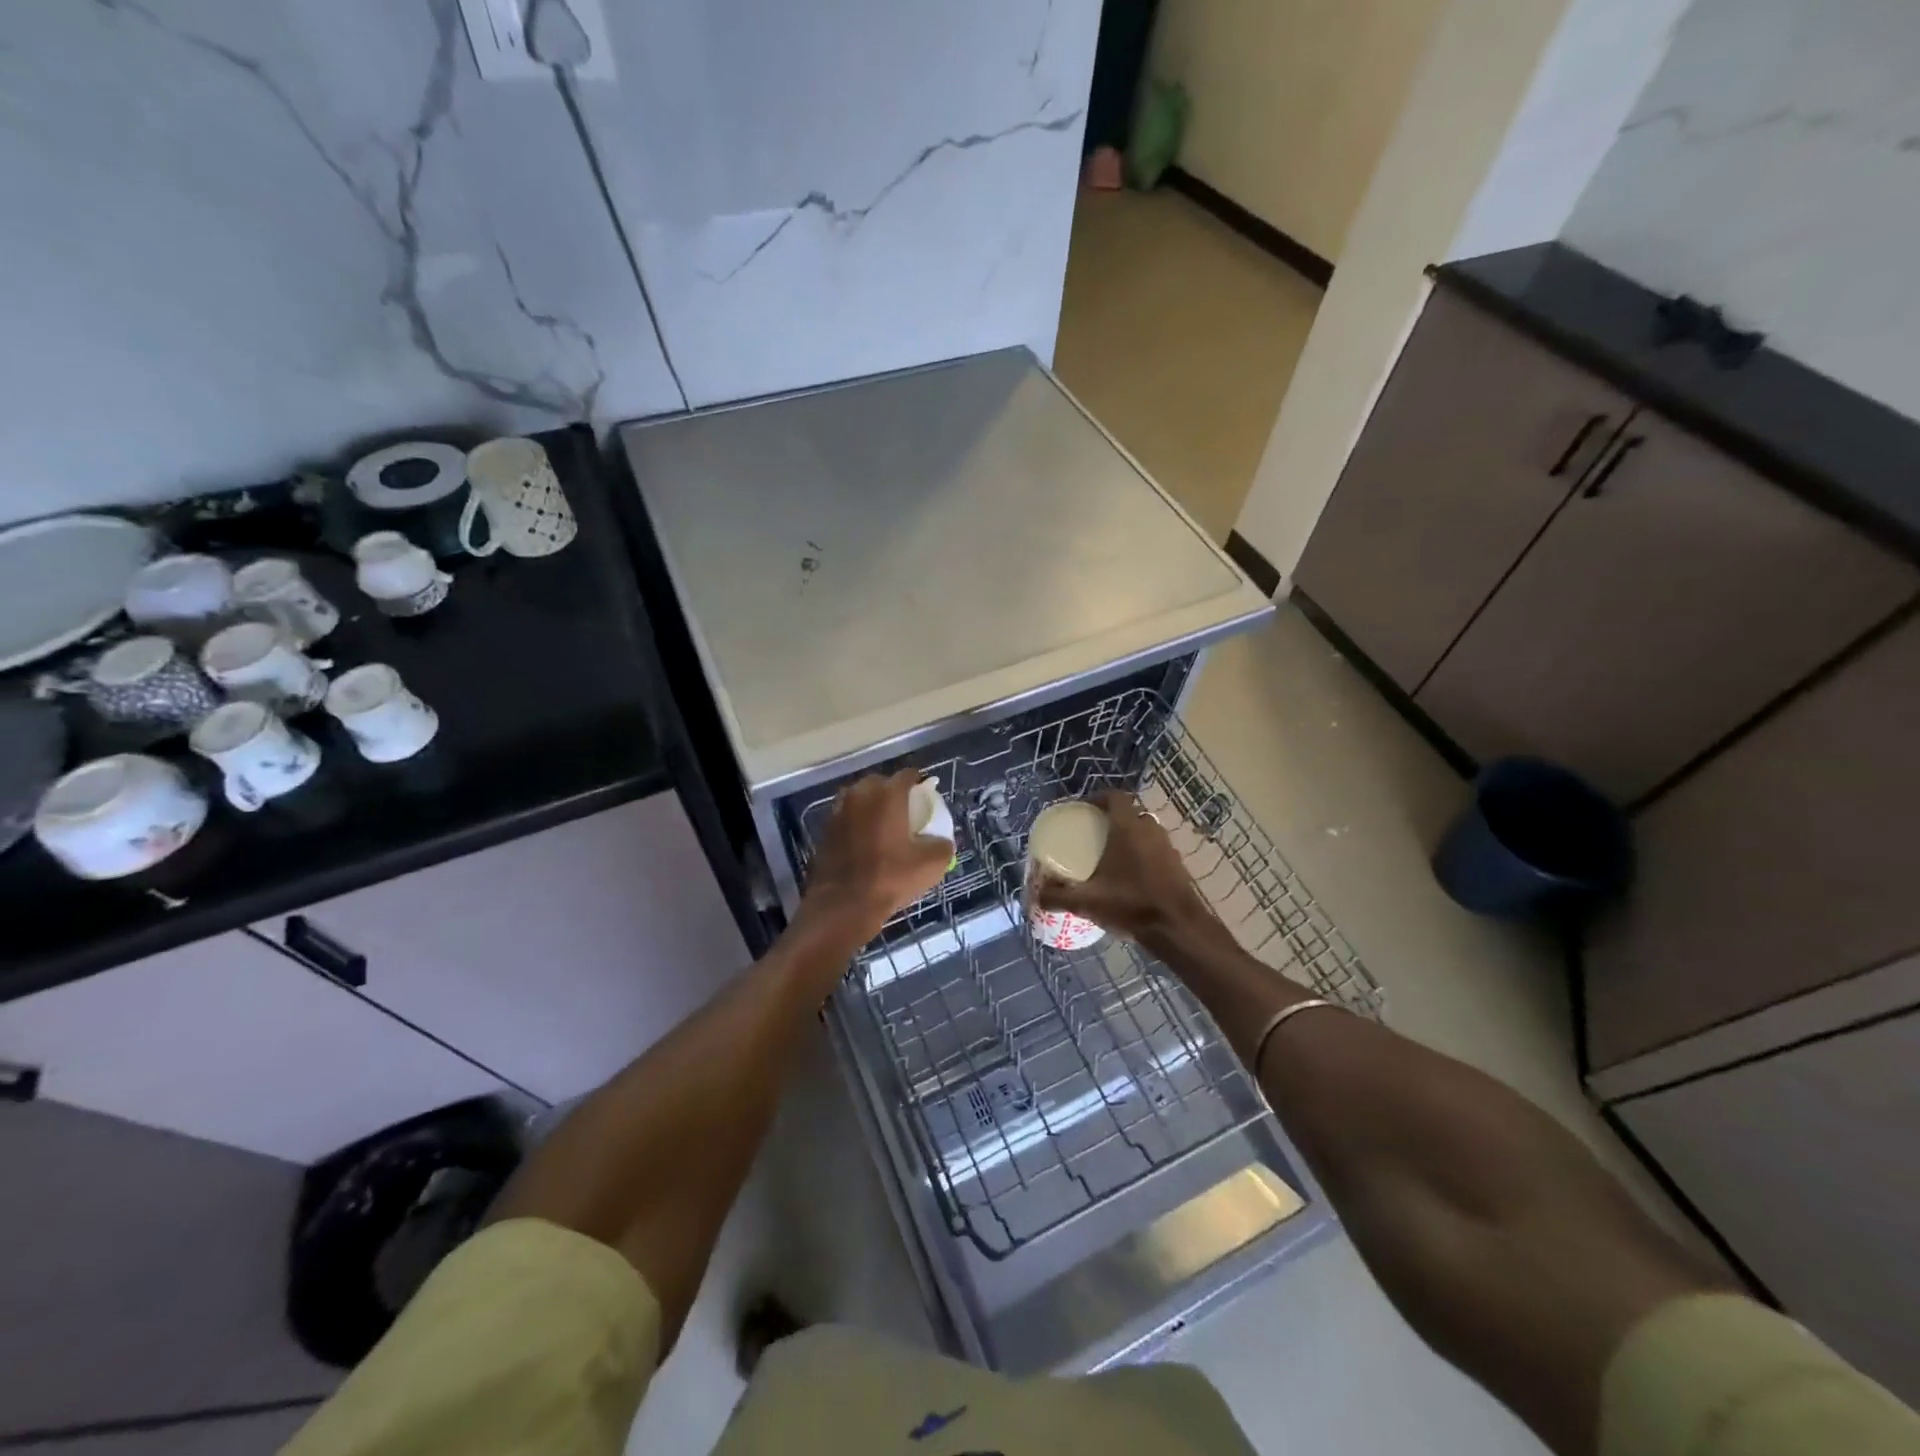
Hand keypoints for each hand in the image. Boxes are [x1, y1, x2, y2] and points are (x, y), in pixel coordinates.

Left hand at [799, 770, 952, 944]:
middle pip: (880, 782)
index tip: (926, 792)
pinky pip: (846, 816)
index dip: (919, 781)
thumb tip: (942, 840)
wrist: (843, 905)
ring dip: (871, 805)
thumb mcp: (931, 864)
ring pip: (859, 798)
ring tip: (884, 823)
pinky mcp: (825, 830)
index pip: (907, 775)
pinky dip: (857, 821)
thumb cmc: (890, 878)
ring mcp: (839, 811)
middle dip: (893, 790)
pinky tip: (865, 840)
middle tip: (905, 809)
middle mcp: (860, 794)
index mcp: (888, 795)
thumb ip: (943, 845)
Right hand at [1033, 790, 1211, 944]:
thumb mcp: (1087, 902)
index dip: (1098, 797)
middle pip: (1130, 814)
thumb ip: (1058, 896)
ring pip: (1145, 832)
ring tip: (1110, 856)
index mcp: (1127, 828)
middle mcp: (1150, 830)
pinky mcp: (1178, 865)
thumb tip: (1036, 895)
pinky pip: (1156, 850)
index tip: (1083, 809)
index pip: (1115, 796)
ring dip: (1129, 838)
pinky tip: (1131, 877)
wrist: (1178, 928)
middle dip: (1112, 820)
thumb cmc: (1131, 904)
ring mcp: (1167, 847)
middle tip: (1094, 835)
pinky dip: (1143, 855)